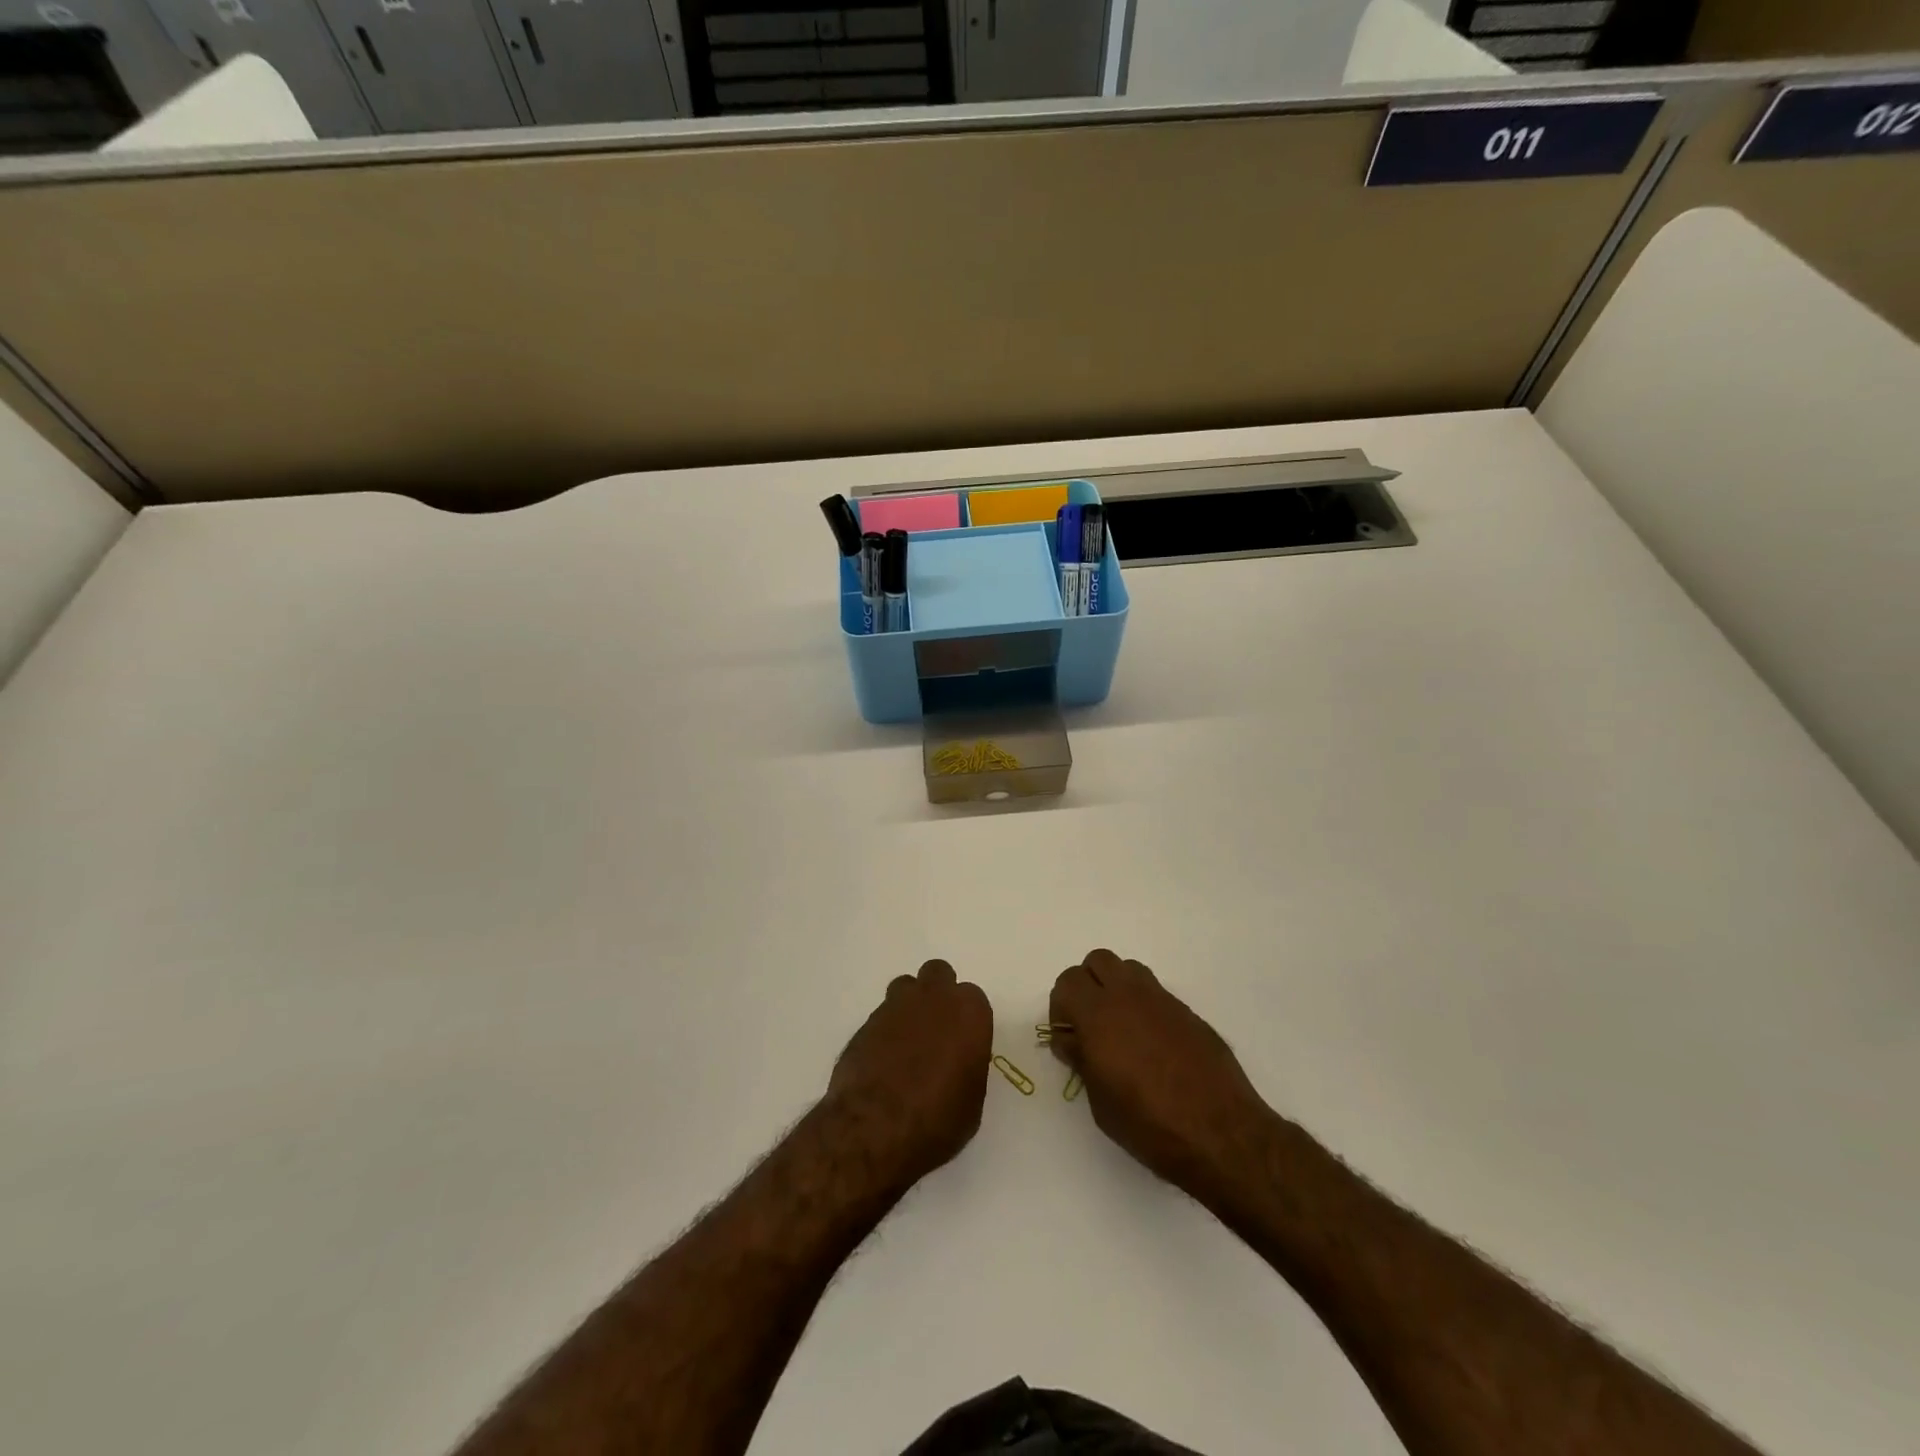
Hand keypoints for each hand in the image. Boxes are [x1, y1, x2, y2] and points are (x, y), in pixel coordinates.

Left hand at [827, 960, 993, 1187]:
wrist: (875, 1127)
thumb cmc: (938, 1119)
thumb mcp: (971, 1103)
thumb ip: (968, 1068)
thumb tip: (956, 1066)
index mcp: (969, 1011)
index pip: (973, 999)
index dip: (968, 1021)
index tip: (964, 1044)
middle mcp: (933, 997)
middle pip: (938, 975)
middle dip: (938, 995)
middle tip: (937, 1030)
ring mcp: (895, 1006)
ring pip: (906, 987)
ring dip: (910, 1006)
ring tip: (908, 1043)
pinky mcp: (865, 1022)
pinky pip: (882, 1016)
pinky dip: (886, 1031)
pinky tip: (884, 1060)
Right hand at [1050, 949, 1269, 1199]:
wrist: (1220, 1133)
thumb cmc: (1150, 1125)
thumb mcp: (1100, 1102)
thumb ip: (1082, 1061)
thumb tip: (1072, 1040)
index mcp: (1099, 1015)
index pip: (1068, 982)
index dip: (1061, 1006)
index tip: (1069, 1037)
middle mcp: (1129, 996)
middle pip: (1097, 961)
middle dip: (1087, 986)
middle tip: (1090, 1024)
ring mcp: (1162, 1000)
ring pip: (1129, 969)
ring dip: (1117, 988)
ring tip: (1121, 1029)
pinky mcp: (1187, 1012)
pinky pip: (1156, 993)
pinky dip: (1145, 1007)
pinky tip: (1153, 1045)